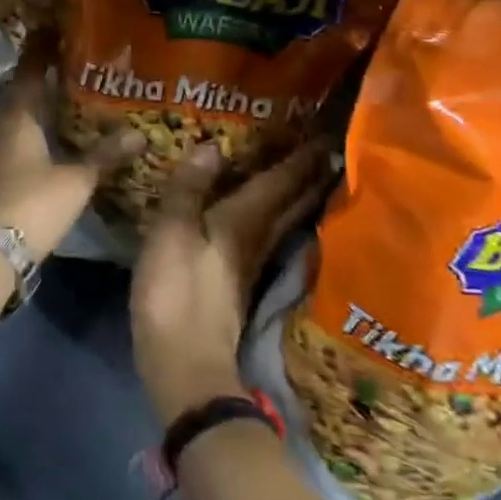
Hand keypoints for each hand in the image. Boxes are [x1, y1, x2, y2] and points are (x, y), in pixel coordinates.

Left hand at [0, 36, 142, 261]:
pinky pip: (28, 136)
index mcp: (18, 115)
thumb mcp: (74, 179)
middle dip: (49, 71)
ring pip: (27, 113)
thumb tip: (139, 133)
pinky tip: (68, 133)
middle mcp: (6, 125)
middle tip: (81, 55)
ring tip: (82, 89)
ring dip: (48, 100)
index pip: (29, 68)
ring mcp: (2, 150)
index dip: (43, 46)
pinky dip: (47, 127)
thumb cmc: (29, 205)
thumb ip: (105, 155)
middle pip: (26, 89)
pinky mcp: (5, 172)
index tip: (58, 23)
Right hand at [131, 142, 330, 428]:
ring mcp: (250, 264)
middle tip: (328, 147)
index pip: (280, 183)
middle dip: (309, 175)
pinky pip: (266, 236)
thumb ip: (188, 190)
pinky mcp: (239, 283)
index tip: (325, 133)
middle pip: (292, 202)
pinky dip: (276, 218)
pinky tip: (270, 217)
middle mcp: (256, 240)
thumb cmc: (176, 294)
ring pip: (284, 221)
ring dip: (298, 196)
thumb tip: (211, 146)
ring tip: (308, 173)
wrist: (186, 366)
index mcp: (243, 223)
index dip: (301, 158)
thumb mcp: (172, 234)